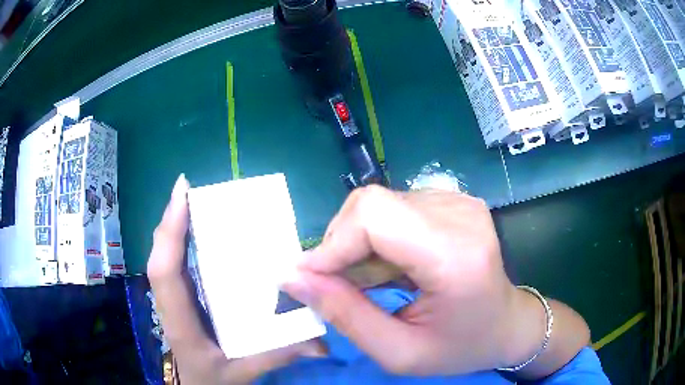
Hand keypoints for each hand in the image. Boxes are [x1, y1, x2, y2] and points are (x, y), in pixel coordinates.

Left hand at [148, 175, 323, 384]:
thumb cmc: (214, 379)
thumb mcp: (245, 371)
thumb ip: (279, 355)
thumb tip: (321, 343)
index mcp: (181, 321)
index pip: (165, 271)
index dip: (171, 231)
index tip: (182, 193)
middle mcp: (170, 303)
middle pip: (161, 254)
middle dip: (173, 219)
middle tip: (189, 189)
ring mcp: (172, 299)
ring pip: (164, 256)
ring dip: (175, 226)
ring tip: (193, 201)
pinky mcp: (180, 297)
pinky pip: (174, 263)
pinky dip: (179, 241)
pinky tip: (196, 230)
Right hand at [283, 186, 589, 376]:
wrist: (507, 323)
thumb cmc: (460, 347)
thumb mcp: (399, 353)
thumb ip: (344, 315)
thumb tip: (293, 277)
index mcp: (456, 256)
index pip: (374, 216)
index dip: (332, 243)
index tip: (309, 277)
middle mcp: (460, 215)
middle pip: (371, 204)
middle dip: (341, 245)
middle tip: (340, 285)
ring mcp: (459, 201)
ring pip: (378, 203)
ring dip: (359, 242)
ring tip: (371, 280)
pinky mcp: (455, 199)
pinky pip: (395, 206)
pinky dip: (379, 236)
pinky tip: (392, 264)